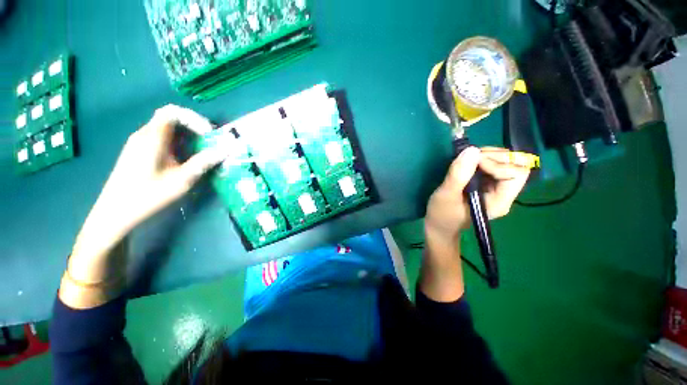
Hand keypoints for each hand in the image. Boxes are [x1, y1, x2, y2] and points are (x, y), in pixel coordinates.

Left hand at [69, 105, 228, 281]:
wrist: (111, 220)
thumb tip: (228, 151)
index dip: (195, 117)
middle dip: (198, 130)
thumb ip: (205, 163)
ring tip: (208, 157)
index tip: (213, 133)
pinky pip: (165, 145)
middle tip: (216, 146)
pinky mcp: (140, 159)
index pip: (172, 112)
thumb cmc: (144, 199)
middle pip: (173, 122)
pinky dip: (182, 149)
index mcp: (151, 139)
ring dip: (191, 142)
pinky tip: (190, 165)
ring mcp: (141, 148)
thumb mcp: (182, 181)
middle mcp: (144, 138)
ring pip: (170, 134)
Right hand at [425, 147, 530, 242]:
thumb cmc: (442, 214)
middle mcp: (504, 193)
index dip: (498, 163)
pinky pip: (494, 164)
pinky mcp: (487, 184)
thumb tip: (471, 150)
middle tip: (471, 158)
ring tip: (468, 159)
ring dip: (489, 155)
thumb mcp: (446, 195)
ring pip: (507, 162)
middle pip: (516, 165)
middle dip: (495, 156)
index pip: (516, 173)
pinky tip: (468, 163)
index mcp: (500, 201)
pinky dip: (483, 158)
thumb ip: (458, 175)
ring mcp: (496, 188)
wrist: (439, 225)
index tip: (473, 164)